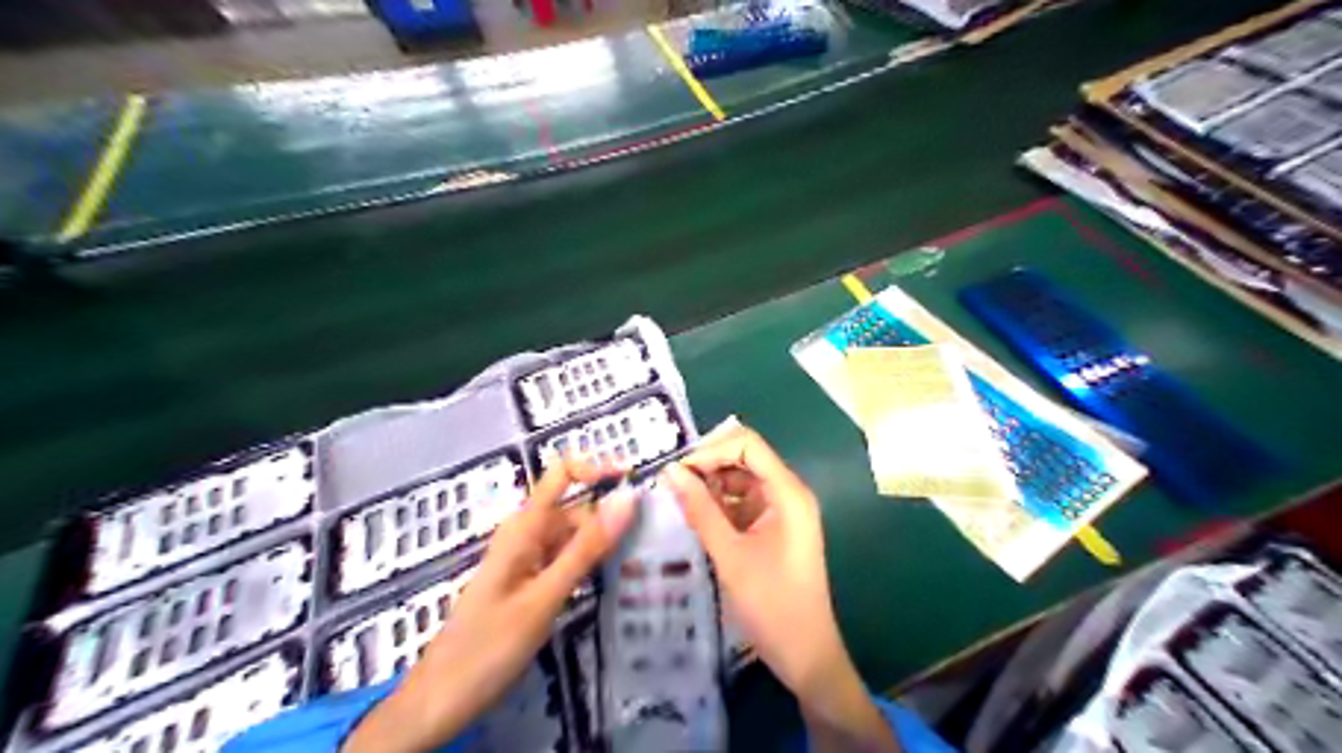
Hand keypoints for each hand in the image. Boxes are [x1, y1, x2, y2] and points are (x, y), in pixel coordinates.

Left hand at [345, 456, 639, 750]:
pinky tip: (608, 581)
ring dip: (600, 544)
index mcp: (523, 527)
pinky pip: (563, 560)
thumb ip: (587, 547)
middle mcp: (524, 535)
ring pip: (571, 536)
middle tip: (647, 541)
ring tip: (637, 561)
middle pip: (574, 509)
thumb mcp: (545, 596)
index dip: (597, 468)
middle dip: (608, 517)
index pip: (561, 473)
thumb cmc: (489, 646)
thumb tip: (627, 497)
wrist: (439, 701)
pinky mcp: (526, 583)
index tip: (634, 481)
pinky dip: (587, 565)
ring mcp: (525, 560)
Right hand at [662, 427, 900, 750]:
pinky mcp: (773, 528)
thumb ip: (700, 510)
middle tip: (670, 485)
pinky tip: (694, 517)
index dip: (710, 450)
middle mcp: (788, 493)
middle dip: (707, 467)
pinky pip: (743, 502)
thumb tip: (671, 472)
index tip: (677, 471)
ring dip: (710, 487)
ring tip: (677, 502)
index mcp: (787, 492)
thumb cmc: (771, 604)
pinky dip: (719, 505)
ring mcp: (782, 510)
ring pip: (740, 480)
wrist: (805, 654)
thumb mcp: (730, 555)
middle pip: (744, 459)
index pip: (747, 445)